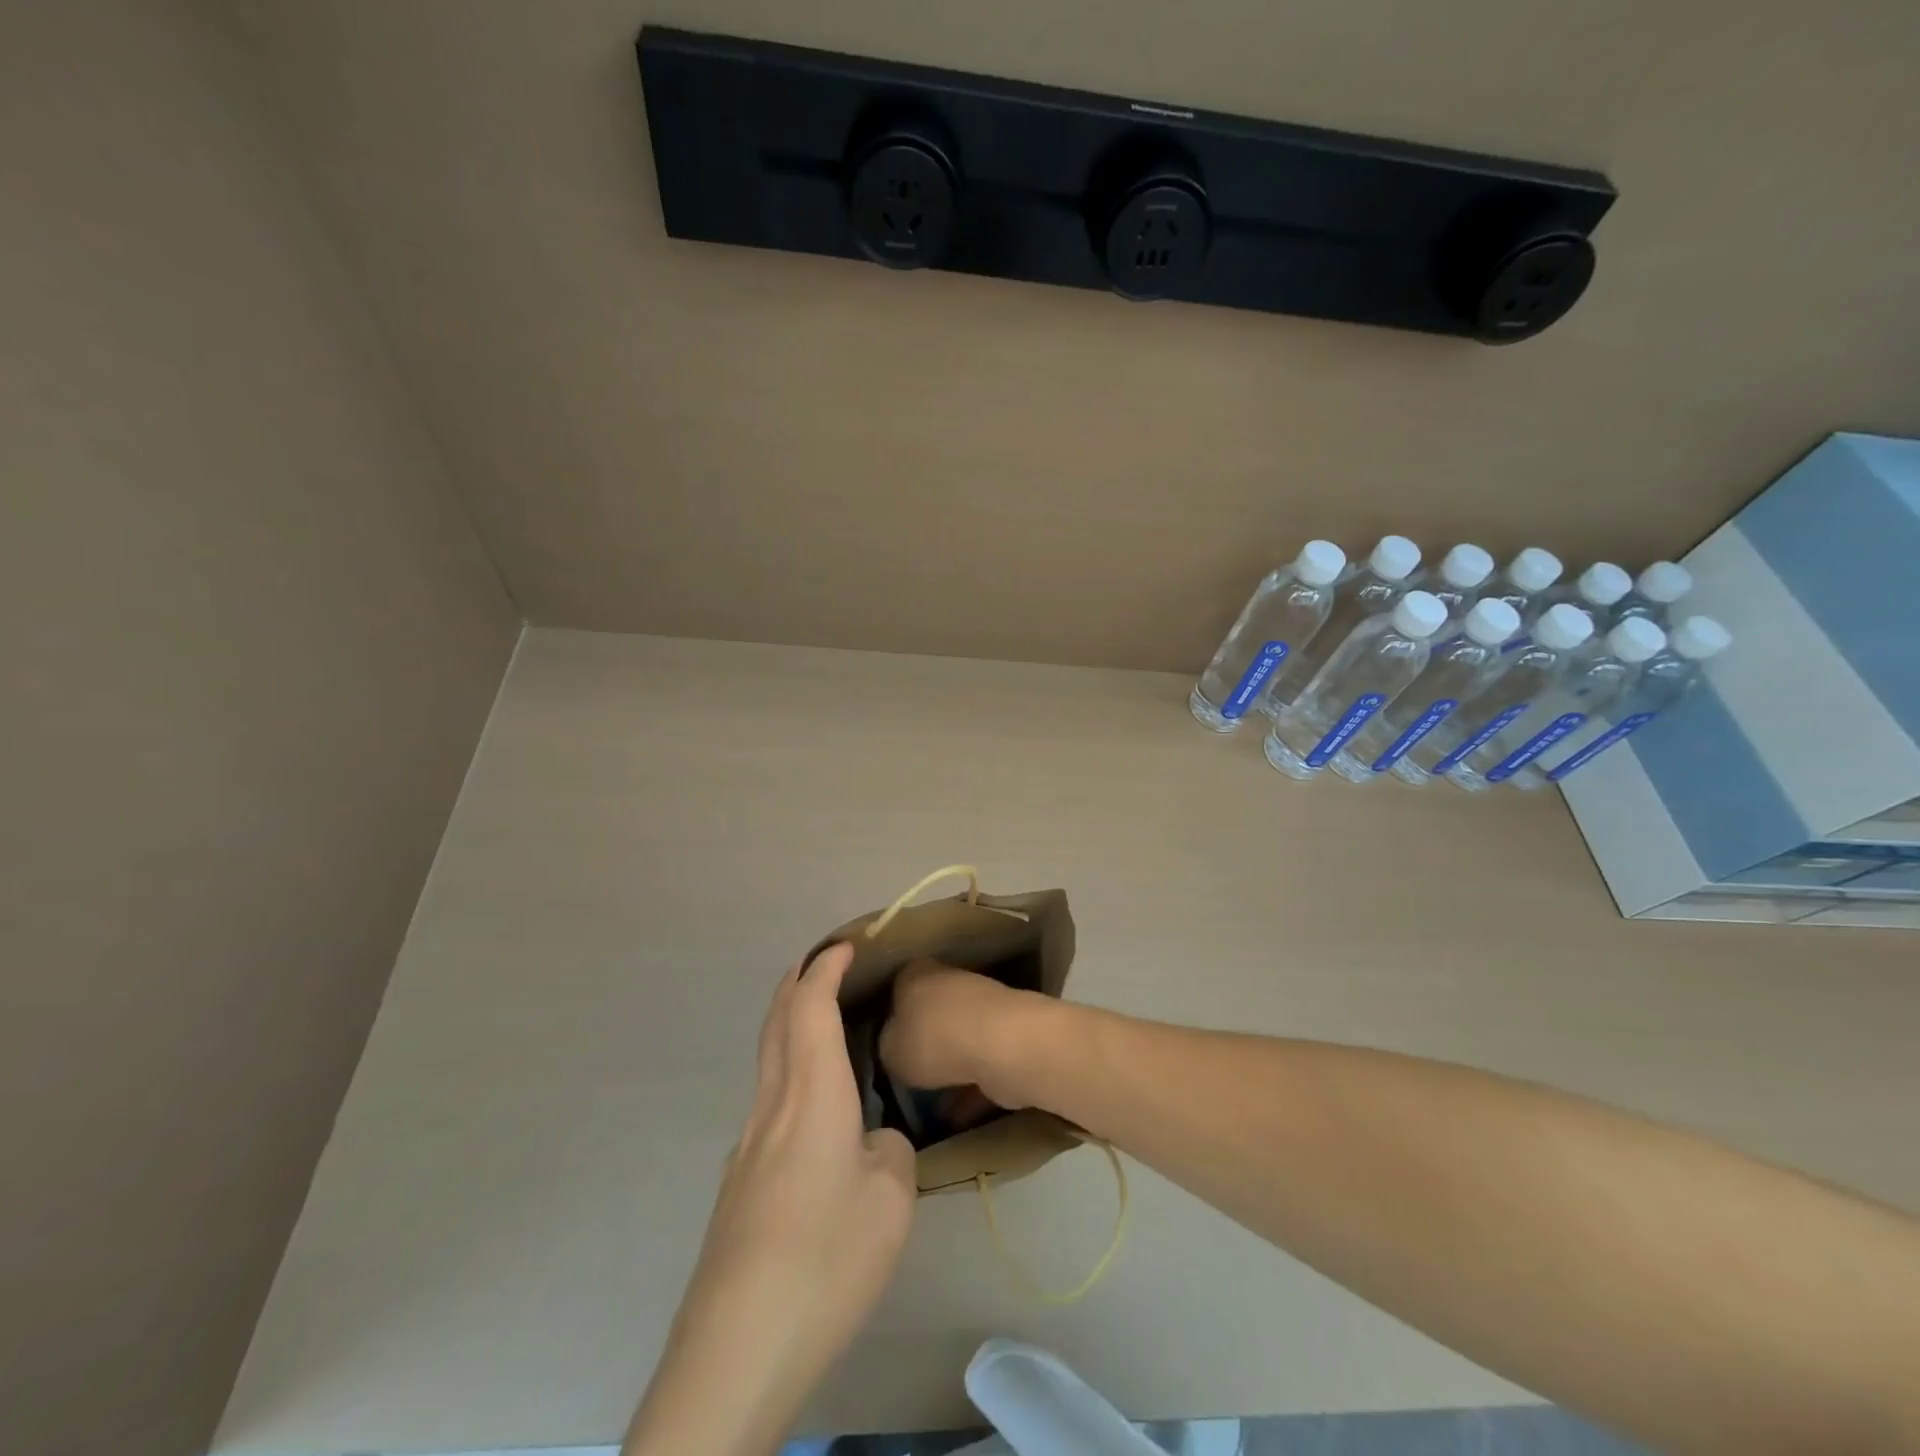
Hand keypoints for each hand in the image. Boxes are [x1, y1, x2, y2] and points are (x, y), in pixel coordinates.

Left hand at [624, 944, 916, 1455]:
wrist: (738, 1346)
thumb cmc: (826, 1258)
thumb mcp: (890, 1201)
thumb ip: (889, 1152)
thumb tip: (871, 1143)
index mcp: (810, 1095)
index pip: (810, 1007)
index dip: (826, 969)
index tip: (846, 946)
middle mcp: (772, 1105)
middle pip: (776, 1021)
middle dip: (797, 982)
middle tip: (826, 964)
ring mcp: (747, 1143)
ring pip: (767, 1059)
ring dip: (789, 1023)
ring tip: (821, 1020)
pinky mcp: (739, 1180)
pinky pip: (766, 1098)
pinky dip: (787, 1068)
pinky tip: (810, 1104)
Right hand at [879, 958, 1045, 1111]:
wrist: (1001, 1046)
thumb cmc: (934, 1039)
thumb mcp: (889, 1049)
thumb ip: (887, 1046)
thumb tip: (895, 1047)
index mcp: (916, 973)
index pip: (895, 990)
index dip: (887, 1019)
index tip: (882, 1049)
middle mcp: (949, 981)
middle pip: (928, 1015)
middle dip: (920, 1045)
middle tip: (904, 1078)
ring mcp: (982, 1007)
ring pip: (956, 1040)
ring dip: (947, 1070)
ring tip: (928, 1107)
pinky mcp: (1006, 1035)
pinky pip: (980, 1064)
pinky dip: (970, 1088)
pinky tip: (957, 1117)